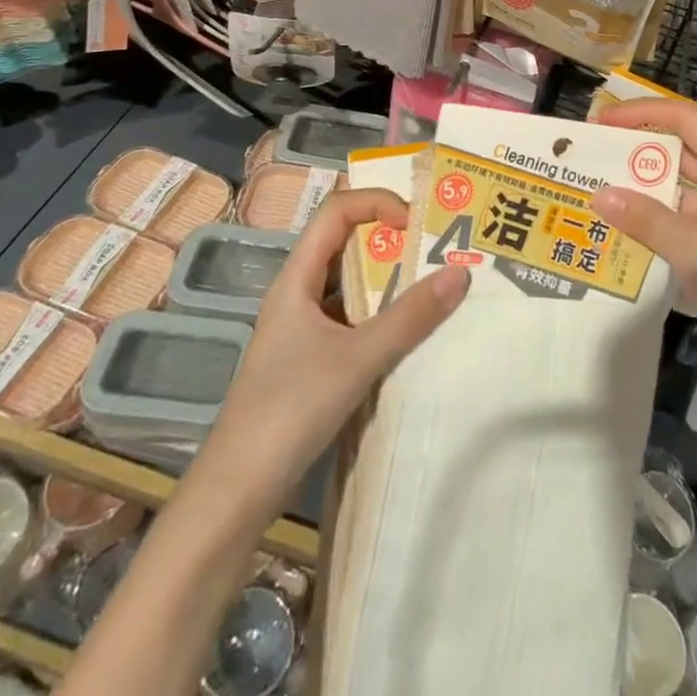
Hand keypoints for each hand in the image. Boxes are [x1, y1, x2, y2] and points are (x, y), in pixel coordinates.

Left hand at [196, 190, 467, 511]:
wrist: (236, 492)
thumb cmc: (290, 409)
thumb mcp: (357, 358)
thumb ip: (410, 317)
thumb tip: (460, 273)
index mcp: (297, 278)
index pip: (337, 211)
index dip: (376, 203)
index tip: (416, 223)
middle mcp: (298, 293)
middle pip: (345, 243)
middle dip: (390, 238)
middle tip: (437, 247)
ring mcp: (302, 329)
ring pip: (349, 284)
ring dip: (388, 278)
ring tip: (432, 283)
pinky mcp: (309, 360)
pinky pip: (351, 319)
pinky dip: (380, 315)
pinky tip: (409, 333)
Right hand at [593, 99, 696, 389]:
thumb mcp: (694, 250)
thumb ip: (645, 220)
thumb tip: (598, 194)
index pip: (686, 121)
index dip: (644, 112)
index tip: (603, 121)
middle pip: (680, 148)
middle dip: (637, 145)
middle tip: (593, 152)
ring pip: (676, 184)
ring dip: (641, 182)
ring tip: (597, 184)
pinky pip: (677, 215)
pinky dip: (650, 214)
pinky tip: (620, 225)